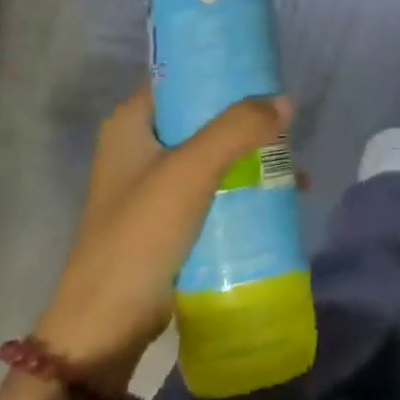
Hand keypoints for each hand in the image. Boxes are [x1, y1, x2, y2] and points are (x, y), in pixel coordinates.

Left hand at [36, 87, 292, 392]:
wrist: (104, 328)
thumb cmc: (139, 236)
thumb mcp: (189, 173)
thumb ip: (236, 130)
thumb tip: (286, 100)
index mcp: (131, 123)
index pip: (182, 78)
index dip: (222, 71)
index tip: (266, 72)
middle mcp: (141, 146)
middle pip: (203, 116)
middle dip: (247, 118)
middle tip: (289, 119)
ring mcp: (155, 184)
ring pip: (214, 153)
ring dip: (251, 155)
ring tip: (294, 161)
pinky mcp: (170, 218)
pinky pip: (215, 187)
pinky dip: (244, 186)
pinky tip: (281, 195)